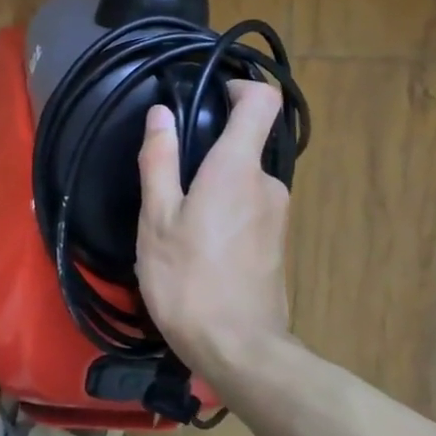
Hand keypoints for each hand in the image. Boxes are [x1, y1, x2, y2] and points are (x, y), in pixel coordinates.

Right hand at [135, 80, 292, 381]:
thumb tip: (161, 114)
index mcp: (238, 169)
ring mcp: (278, 215)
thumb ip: (160, 162)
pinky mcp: (278, 243)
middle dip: (209, 153)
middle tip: (168, 181)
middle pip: (245, 145)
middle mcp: (268, 184)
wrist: (238, 349)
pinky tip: (198, 246)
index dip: (241, 86)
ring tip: (176, 222)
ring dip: (214, 188)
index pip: (262, 102)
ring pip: (244, 181)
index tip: (210, 93)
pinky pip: (249, 208)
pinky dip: (225, 212)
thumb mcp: (158, 219)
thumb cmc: (188, 279)